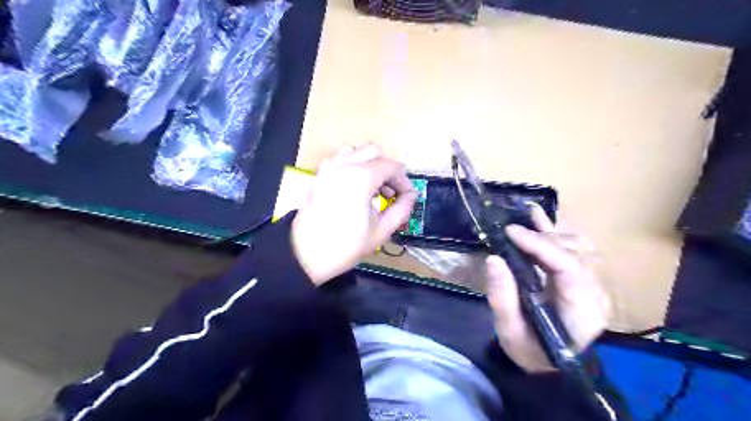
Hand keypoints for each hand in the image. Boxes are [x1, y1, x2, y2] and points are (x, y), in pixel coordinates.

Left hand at [290, 145, 416, 285]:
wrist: (306, 254)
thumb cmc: (346, 245)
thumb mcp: (381, 231)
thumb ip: (402, 209)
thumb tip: (411, 196)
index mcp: (361, 177)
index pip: (392, 166)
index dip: (403, 181)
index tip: (406, 197)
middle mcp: (344, 164)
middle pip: (374, 151)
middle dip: (387, 168)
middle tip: (390, 191)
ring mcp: (328, 167)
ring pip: (355, 151)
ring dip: (369, 163)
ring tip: (372, 187)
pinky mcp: (319, 174)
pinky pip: (339, 159)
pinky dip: (351, 165)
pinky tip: (353, 186)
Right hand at [487, 208, 608, 371]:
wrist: (551, 365)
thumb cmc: (530, 351)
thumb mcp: (510, 330)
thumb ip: (502, 296)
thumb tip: (494, 258)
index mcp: (582, 310)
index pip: (568, 266)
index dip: (540, 244)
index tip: (510, 232)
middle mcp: (596, 292)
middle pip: (576, 251)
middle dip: (542, 237)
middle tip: (510, 233)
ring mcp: (595, 284)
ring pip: (579, 245)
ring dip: (550, 232)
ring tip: (523, 223)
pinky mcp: (585, 278)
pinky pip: (577, 247)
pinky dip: (558, 231)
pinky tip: (539, 216)